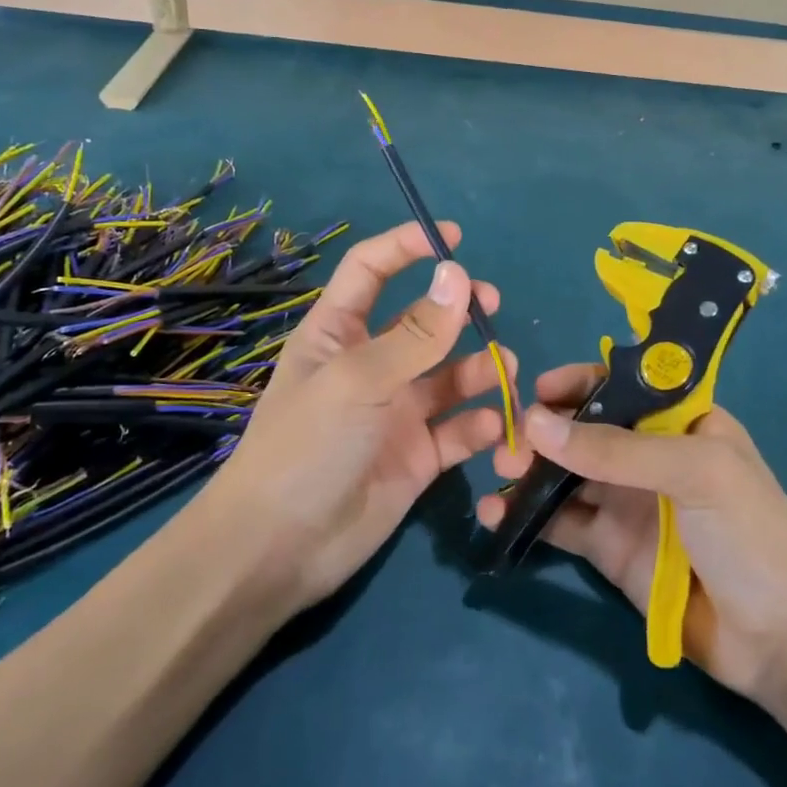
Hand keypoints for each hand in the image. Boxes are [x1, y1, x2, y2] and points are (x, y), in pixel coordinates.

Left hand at [211, 221, 512, 613]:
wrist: (281, 549)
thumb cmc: (307, 446)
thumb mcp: (359, 380)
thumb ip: (416, 333)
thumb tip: (458, 274)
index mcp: (338, 334)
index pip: (370, 270)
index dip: (406, 247)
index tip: (452, 237)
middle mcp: (370, 366)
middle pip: (423, 321)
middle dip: (459, 310)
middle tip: (491, 306)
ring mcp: (396, 412)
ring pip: (451, 376)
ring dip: (480, 369)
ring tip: (505, 371)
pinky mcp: (419, 456)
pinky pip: (459, 430)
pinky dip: (481, 426)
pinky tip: (494, 429)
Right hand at [477, 364, 786, 700]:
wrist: (781, 639)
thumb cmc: (751, 533)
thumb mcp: (694, 472)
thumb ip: (615, 449)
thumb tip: (534, 423)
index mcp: (681, 422)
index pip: (622, 386)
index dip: (581, 382)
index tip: (540, 390)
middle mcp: (649, 456)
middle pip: (585, 430)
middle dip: (543, 430)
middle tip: (507, 442)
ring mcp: (626, 503)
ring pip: (565, 475)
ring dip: (528, 470)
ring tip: (496, 472)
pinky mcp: (608, 548)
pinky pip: (560, 522)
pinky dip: (526, 516)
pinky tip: (495, 512)